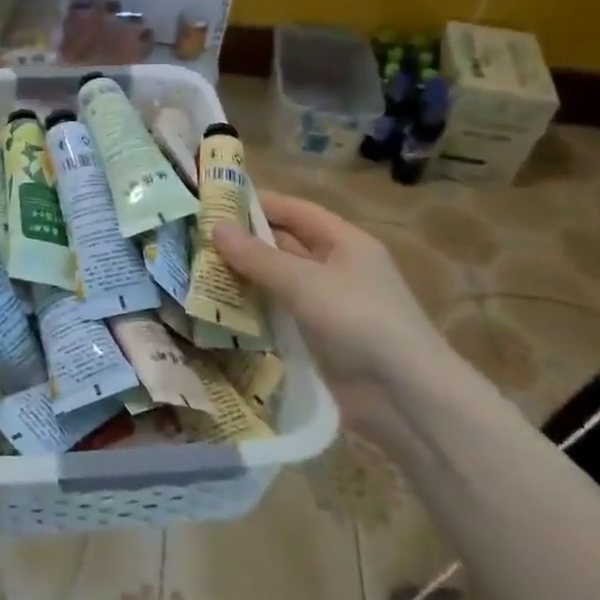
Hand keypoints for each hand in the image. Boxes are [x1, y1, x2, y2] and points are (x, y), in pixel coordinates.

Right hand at [212, 193, 458, 430]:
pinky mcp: (319, 341)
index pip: (297, 211)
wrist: (404, 397)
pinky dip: (254, 311)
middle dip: (245, 243)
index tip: (216, 201)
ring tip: (197, 272)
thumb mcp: (305, 282)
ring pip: (279, 283)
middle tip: (195, 239)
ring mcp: (329, 307)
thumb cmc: (359, 320)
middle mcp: (338, 269)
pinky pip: (280, 315)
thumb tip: (215, 227)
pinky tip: (219, 311)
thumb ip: (258, 257)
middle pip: (286, 246)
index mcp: (346, 243)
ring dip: (245, 279)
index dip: (260, 204)